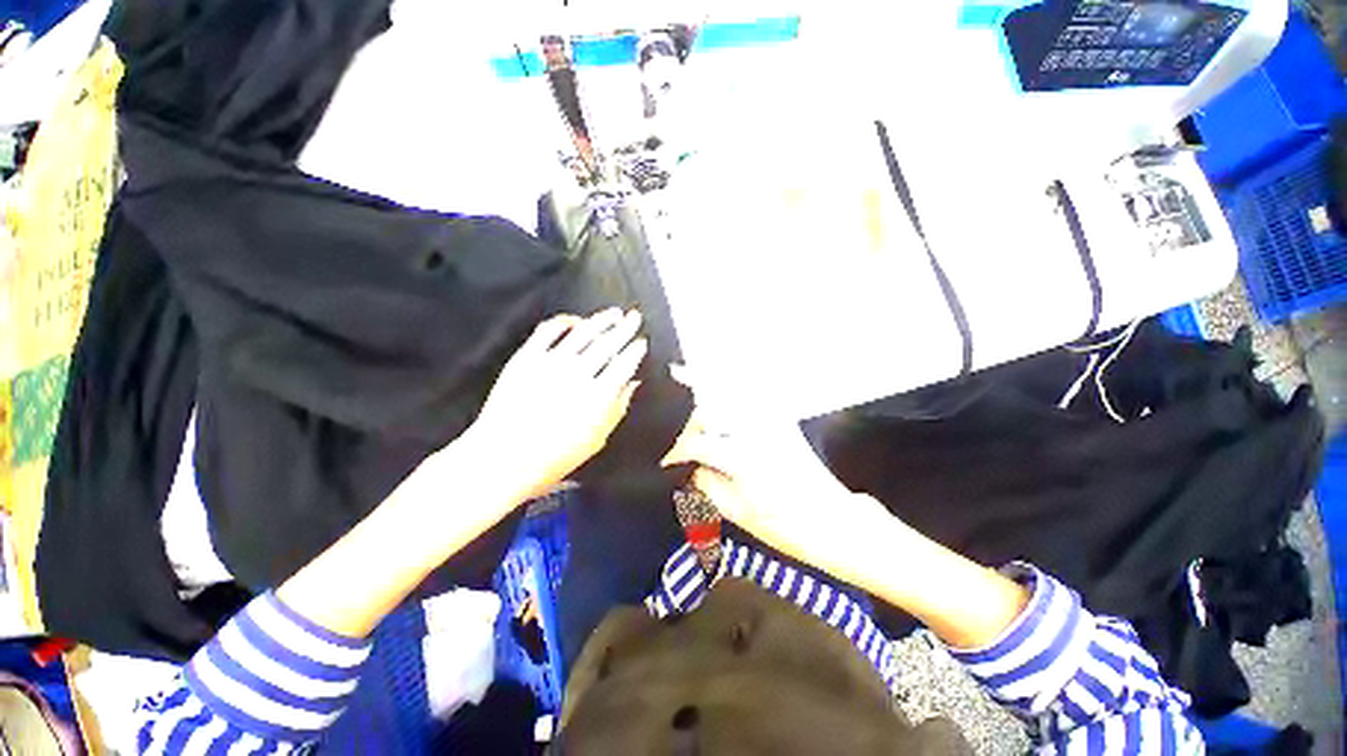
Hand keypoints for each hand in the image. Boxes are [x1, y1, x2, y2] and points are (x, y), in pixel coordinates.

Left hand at [468, 309, 647, 502]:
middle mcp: (579, 373)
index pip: (625, 363)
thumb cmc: (555, 456)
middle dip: (625, 328)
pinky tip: (575, 321)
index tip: (642, 342)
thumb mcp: (597, 438)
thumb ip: (618, 407)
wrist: (504, 459)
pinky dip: (564, 321)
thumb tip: (633, 383)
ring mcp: (551, 362)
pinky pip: (548, 331)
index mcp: (599, 395)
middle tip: (635, 317)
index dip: (636, 350)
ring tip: (614, 313)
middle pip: (608, 343)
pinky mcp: (527, 358)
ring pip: (583, 332)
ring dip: (601, 320)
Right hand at [661, 386, 893, 581]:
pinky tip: (722, 411)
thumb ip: (706, 486)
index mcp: (741, 456)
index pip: (695, 443)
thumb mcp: (738, 514)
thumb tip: (691, 467)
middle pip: (709, 410)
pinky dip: (730, 400)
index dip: (675, 452)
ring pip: (728, 398)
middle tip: (680, 440)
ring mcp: (770, 422)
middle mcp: (754, 430)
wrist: (835, 521)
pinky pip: (748, 403)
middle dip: (690, 424)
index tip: (666, 462)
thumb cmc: (785, 526)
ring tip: (693, 412)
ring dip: (707, 404)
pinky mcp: (782, 422)